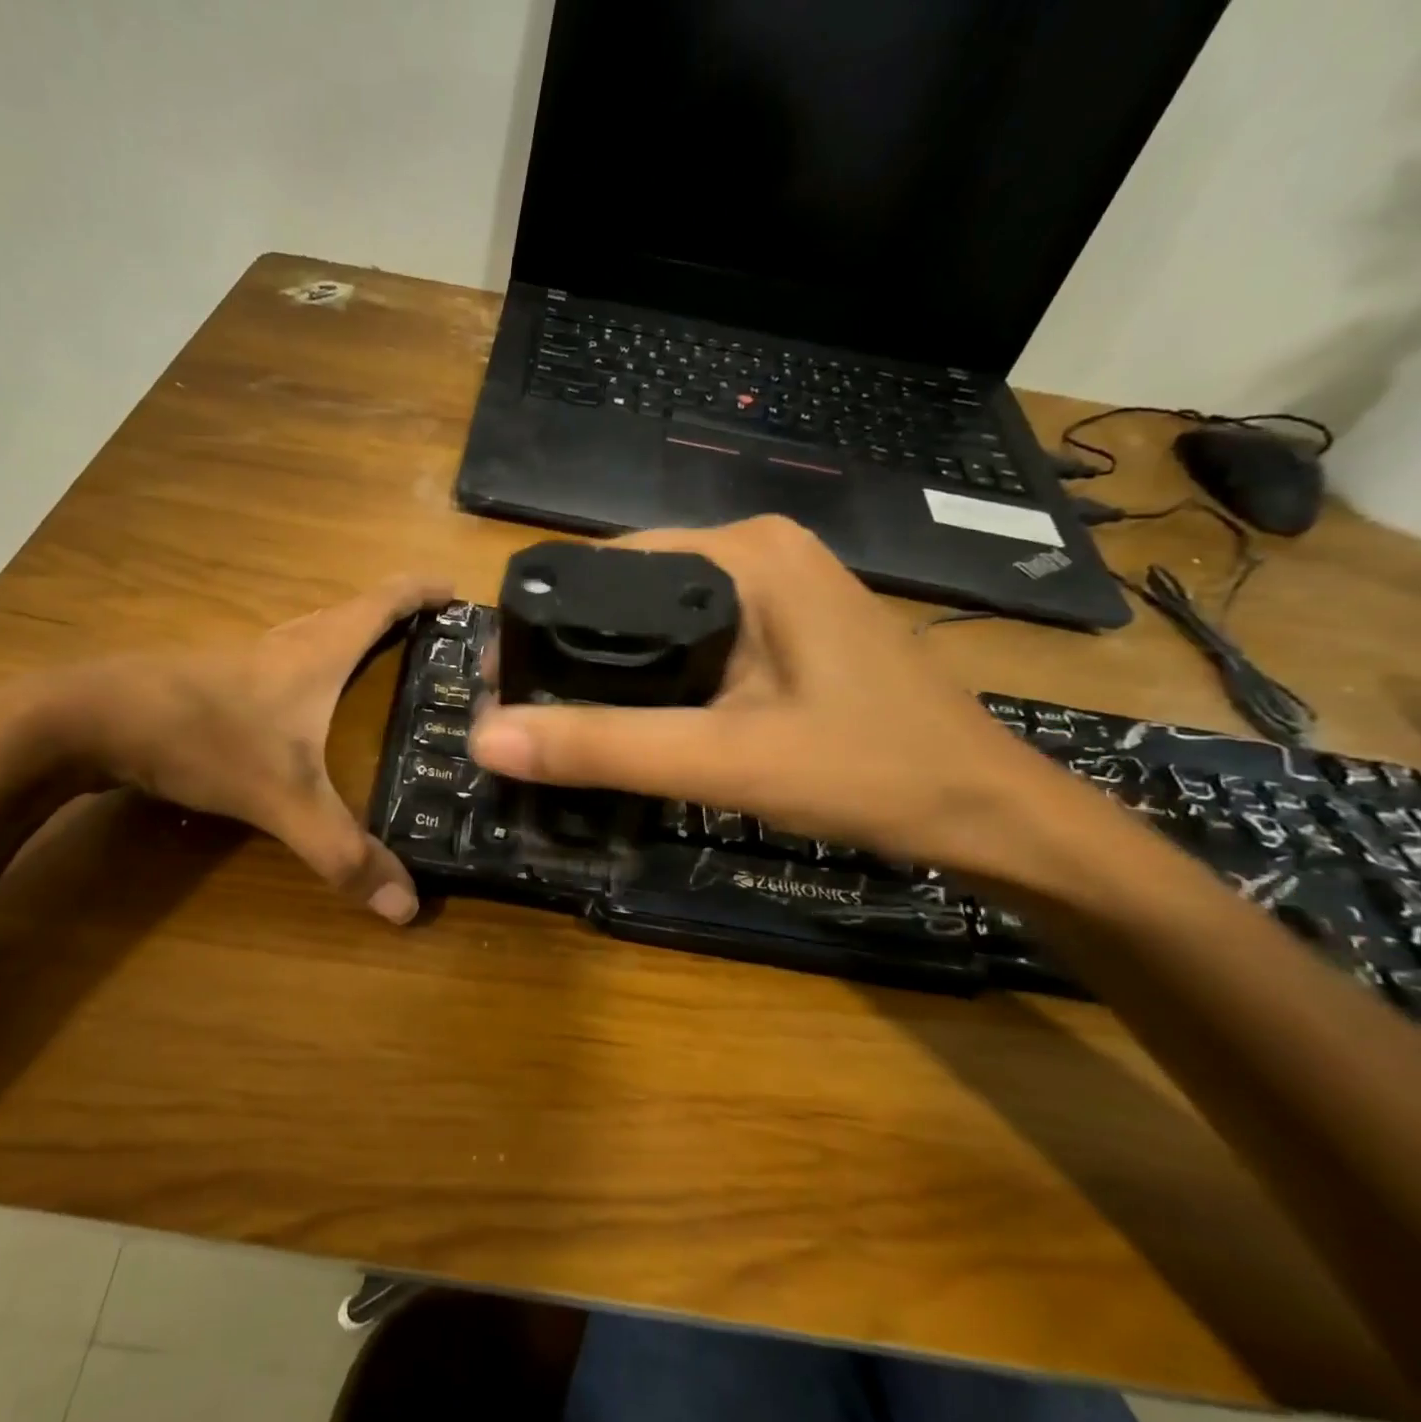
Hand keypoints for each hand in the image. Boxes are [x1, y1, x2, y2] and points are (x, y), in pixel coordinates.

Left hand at [41, 574, 451, 922]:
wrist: (88, 719)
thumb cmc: (200, 737)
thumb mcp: (280, 798)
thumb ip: (341, 852)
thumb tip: (407, 907)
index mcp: (318, 651)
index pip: (384, 602)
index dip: (424, 591)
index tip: (459, 590)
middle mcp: (288, 642)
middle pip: (354, 612)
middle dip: (398, 615)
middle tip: (437, 642)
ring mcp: (249, 657)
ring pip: (317, 634)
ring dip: (356, 637)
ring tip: (389, 666)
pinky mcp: (219, 677)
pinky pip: (288, 660)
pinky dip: (319, 666)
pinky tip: (312, 704)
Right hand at [468, 516, 1051, 872]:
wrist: (988, 814)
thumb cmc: (869, 772)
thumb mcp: (725, 761)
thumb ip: (605, 747)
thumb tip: (486, 737)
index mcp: (745, 553)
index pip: (607, 565)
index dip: (544, 622)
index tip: (501, 682)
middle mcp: (757, 554)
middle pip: (629, 593)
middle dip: (571, 650)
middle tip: (521, 712)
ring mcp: (777, 592)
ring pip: (658, 622)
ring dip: (608, 668)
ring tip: (557, 720)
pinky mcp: (785, 630)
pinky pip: (693, 644)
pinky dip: (652, 679)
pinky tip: (629, 719)